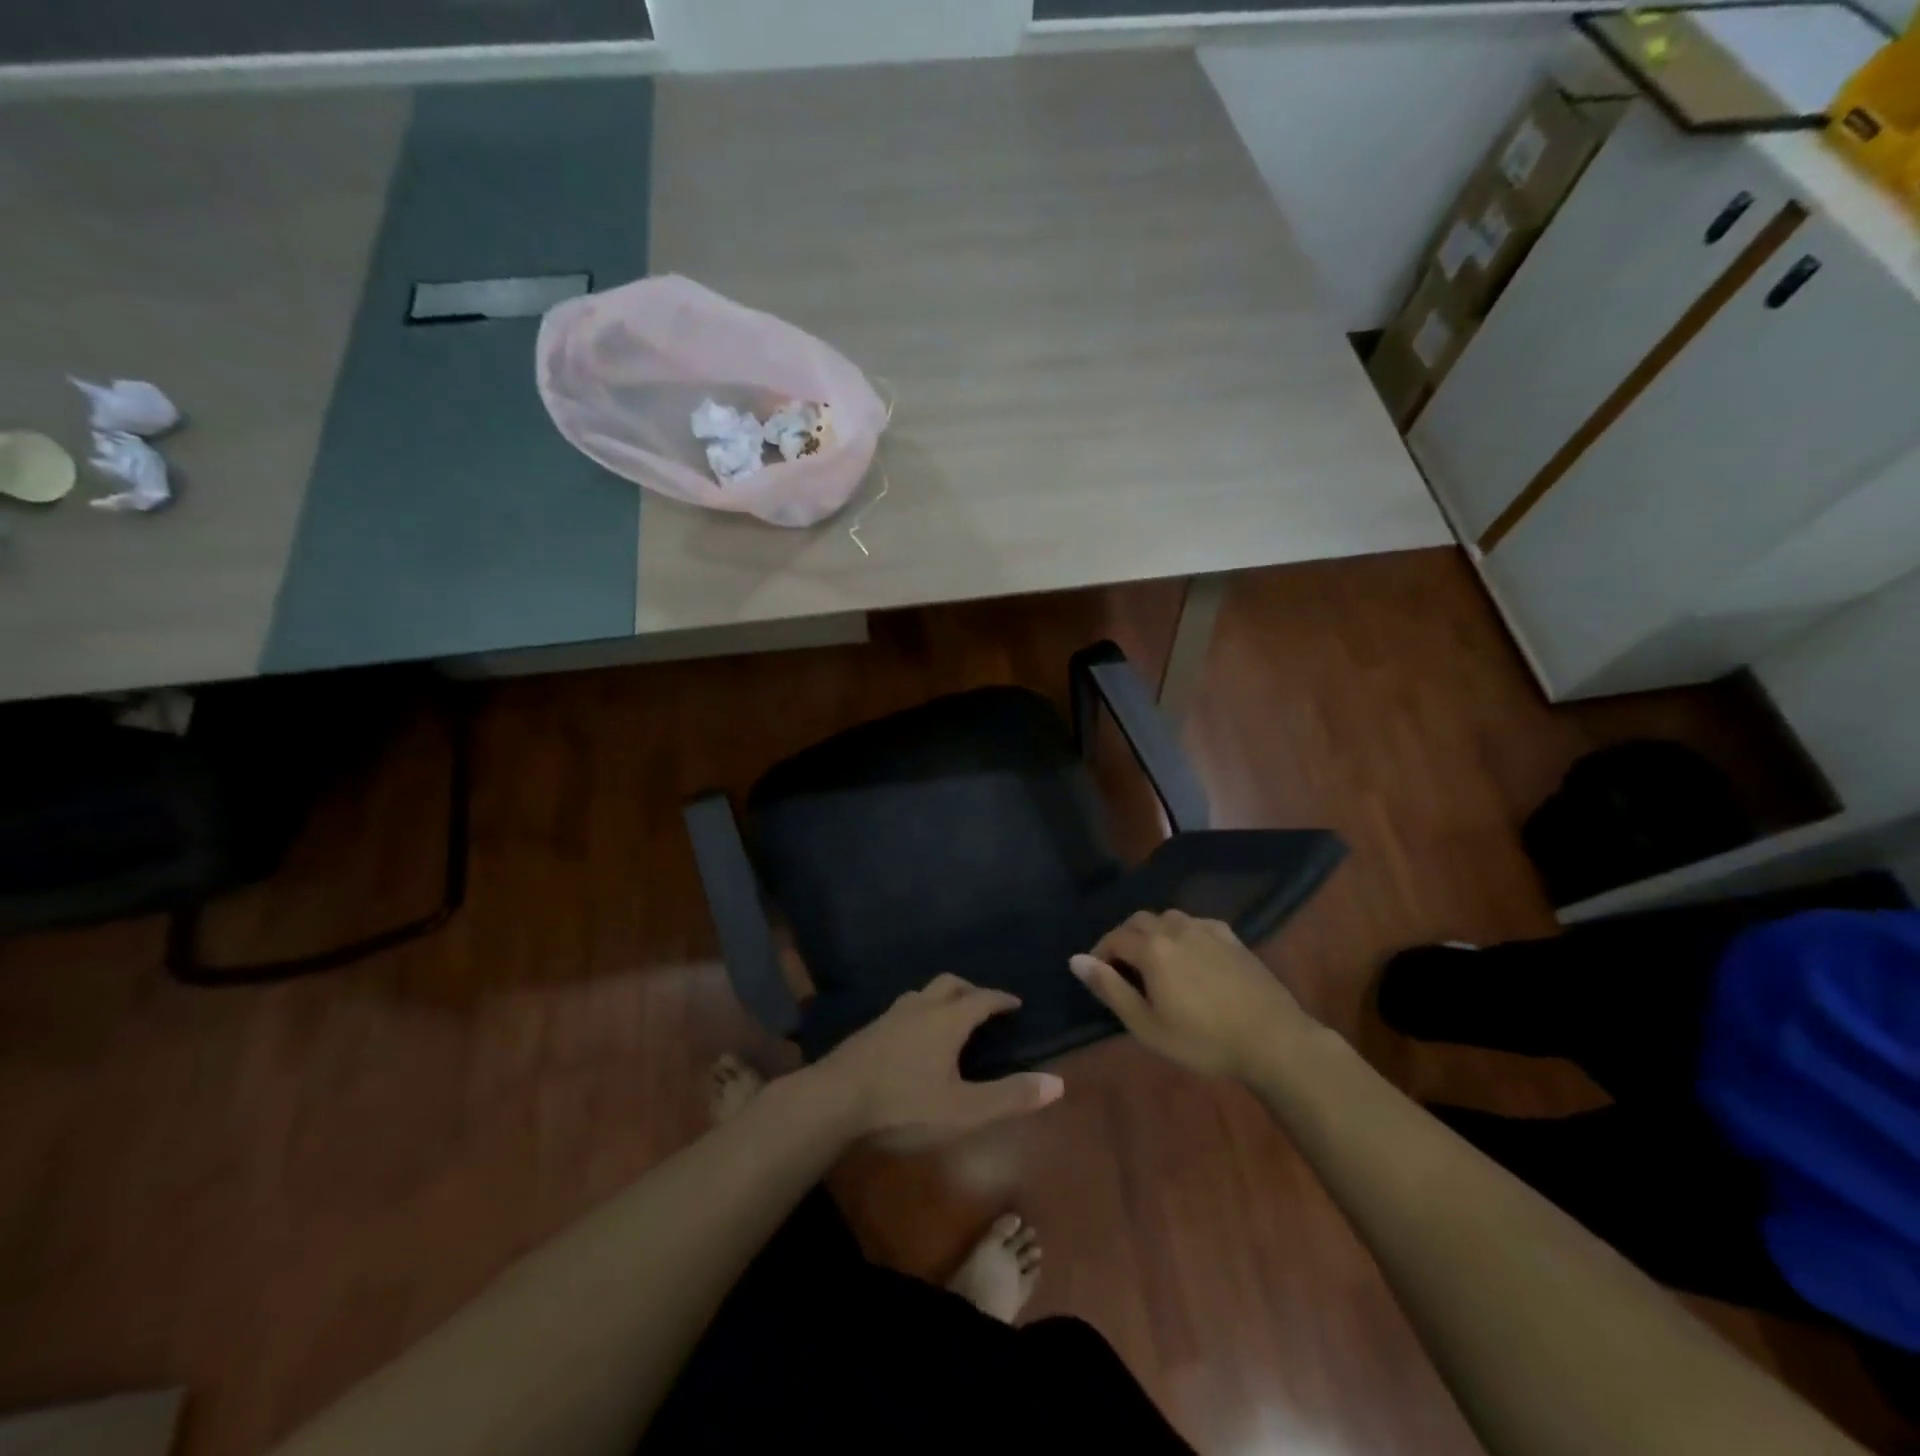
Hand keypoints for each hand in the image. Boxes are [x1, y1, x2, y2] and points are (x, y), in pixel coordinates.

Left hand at [811, 974, 1064, 1151]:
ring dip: (941, 999)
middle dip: (971, 990)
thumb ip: (1010, 1097)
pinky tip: (913, 1038)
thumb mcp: (964, 1111)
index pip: (981, 998)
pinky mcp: (868, 1032)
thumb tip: (1058, 1082)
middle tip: (984, 1006)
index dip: (1001, 999)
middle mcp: (919, 1008)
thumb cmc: (903, 1106)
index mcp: (946, 1020)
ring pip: (921, 994)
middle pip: (949, 984)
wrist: (831, 1102)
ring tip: (950, 1018)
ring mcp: (889, 1017)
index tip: (1015, 1003)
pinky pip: (902, 1010)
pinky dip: (919, 1013)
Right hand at [1071, 910, 1314, 1079]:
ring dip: (1152, 933)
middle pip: (1138, 921)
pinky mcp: (1231, 936)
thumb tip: (1076, 960)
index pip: (1114, 938)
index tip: (1098, 976)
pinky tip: (1189, 956)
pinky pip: (1194, 924)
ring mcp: (1206, 929)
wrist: (1273, 1039)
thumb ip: (1109, 989)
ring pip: (1167, 918)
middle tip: (1123, 969)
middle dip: (1124, 939)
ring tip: (1154, 962)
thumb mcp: (1147, 1025)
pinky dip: (1181, 934)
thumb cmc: (1203, 1040)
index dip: (1100, 954)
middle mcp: (1175, 928)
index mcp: (1152, 948)